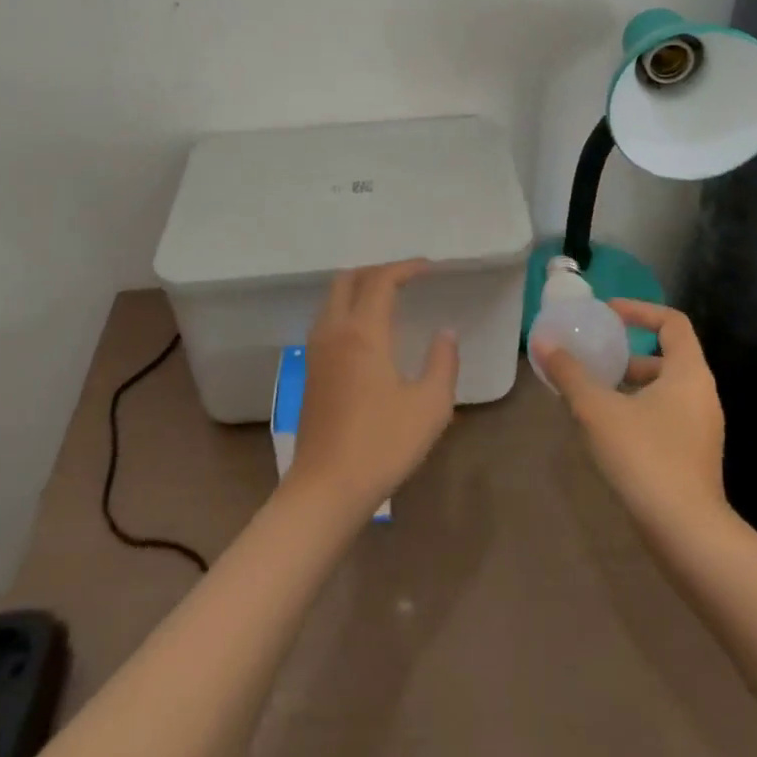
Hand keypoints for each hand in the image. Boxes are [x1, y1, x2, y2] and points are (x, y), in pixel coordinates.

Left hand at [288, 260, 459, 520]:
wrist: (326, 489)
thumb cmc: (382, 445)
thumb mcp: (430, 406)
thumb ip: (442, 362)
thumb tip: (445, 332)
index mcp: (363, 332)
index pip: (381, 280)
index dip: (406, 267)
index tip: (430, 268)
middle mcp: (334, 331)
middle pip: (348, 278)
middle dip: (377, 270)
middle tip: (406, 279)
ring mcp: (316, 351)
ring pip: (332, 298)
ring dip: (359, 288)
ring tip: (388, 300)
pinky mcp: (310, 371)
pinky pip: (327, 320)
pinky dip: (347, 308)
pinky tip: (366, 332)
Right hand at [538, 300, 728, 535]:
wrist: (687, 536)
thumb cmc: (645, 458)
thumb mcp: (597, 410)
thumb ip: (570, 373)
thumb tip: (543, 342)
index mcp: (689, 373)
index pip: (672, 322)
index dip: (640, 310)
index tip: (608, 314)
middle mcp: (702, 395)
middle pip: (667, 356)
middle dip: (629, 353)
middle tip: (596, 356)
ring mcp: (702, 429)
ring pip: (664, 390)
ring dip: (631, 385)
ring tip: (593, 393)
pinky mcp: (694, 457)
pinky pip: (666, 416)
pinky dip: (638, 410)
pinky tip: (607, 429)